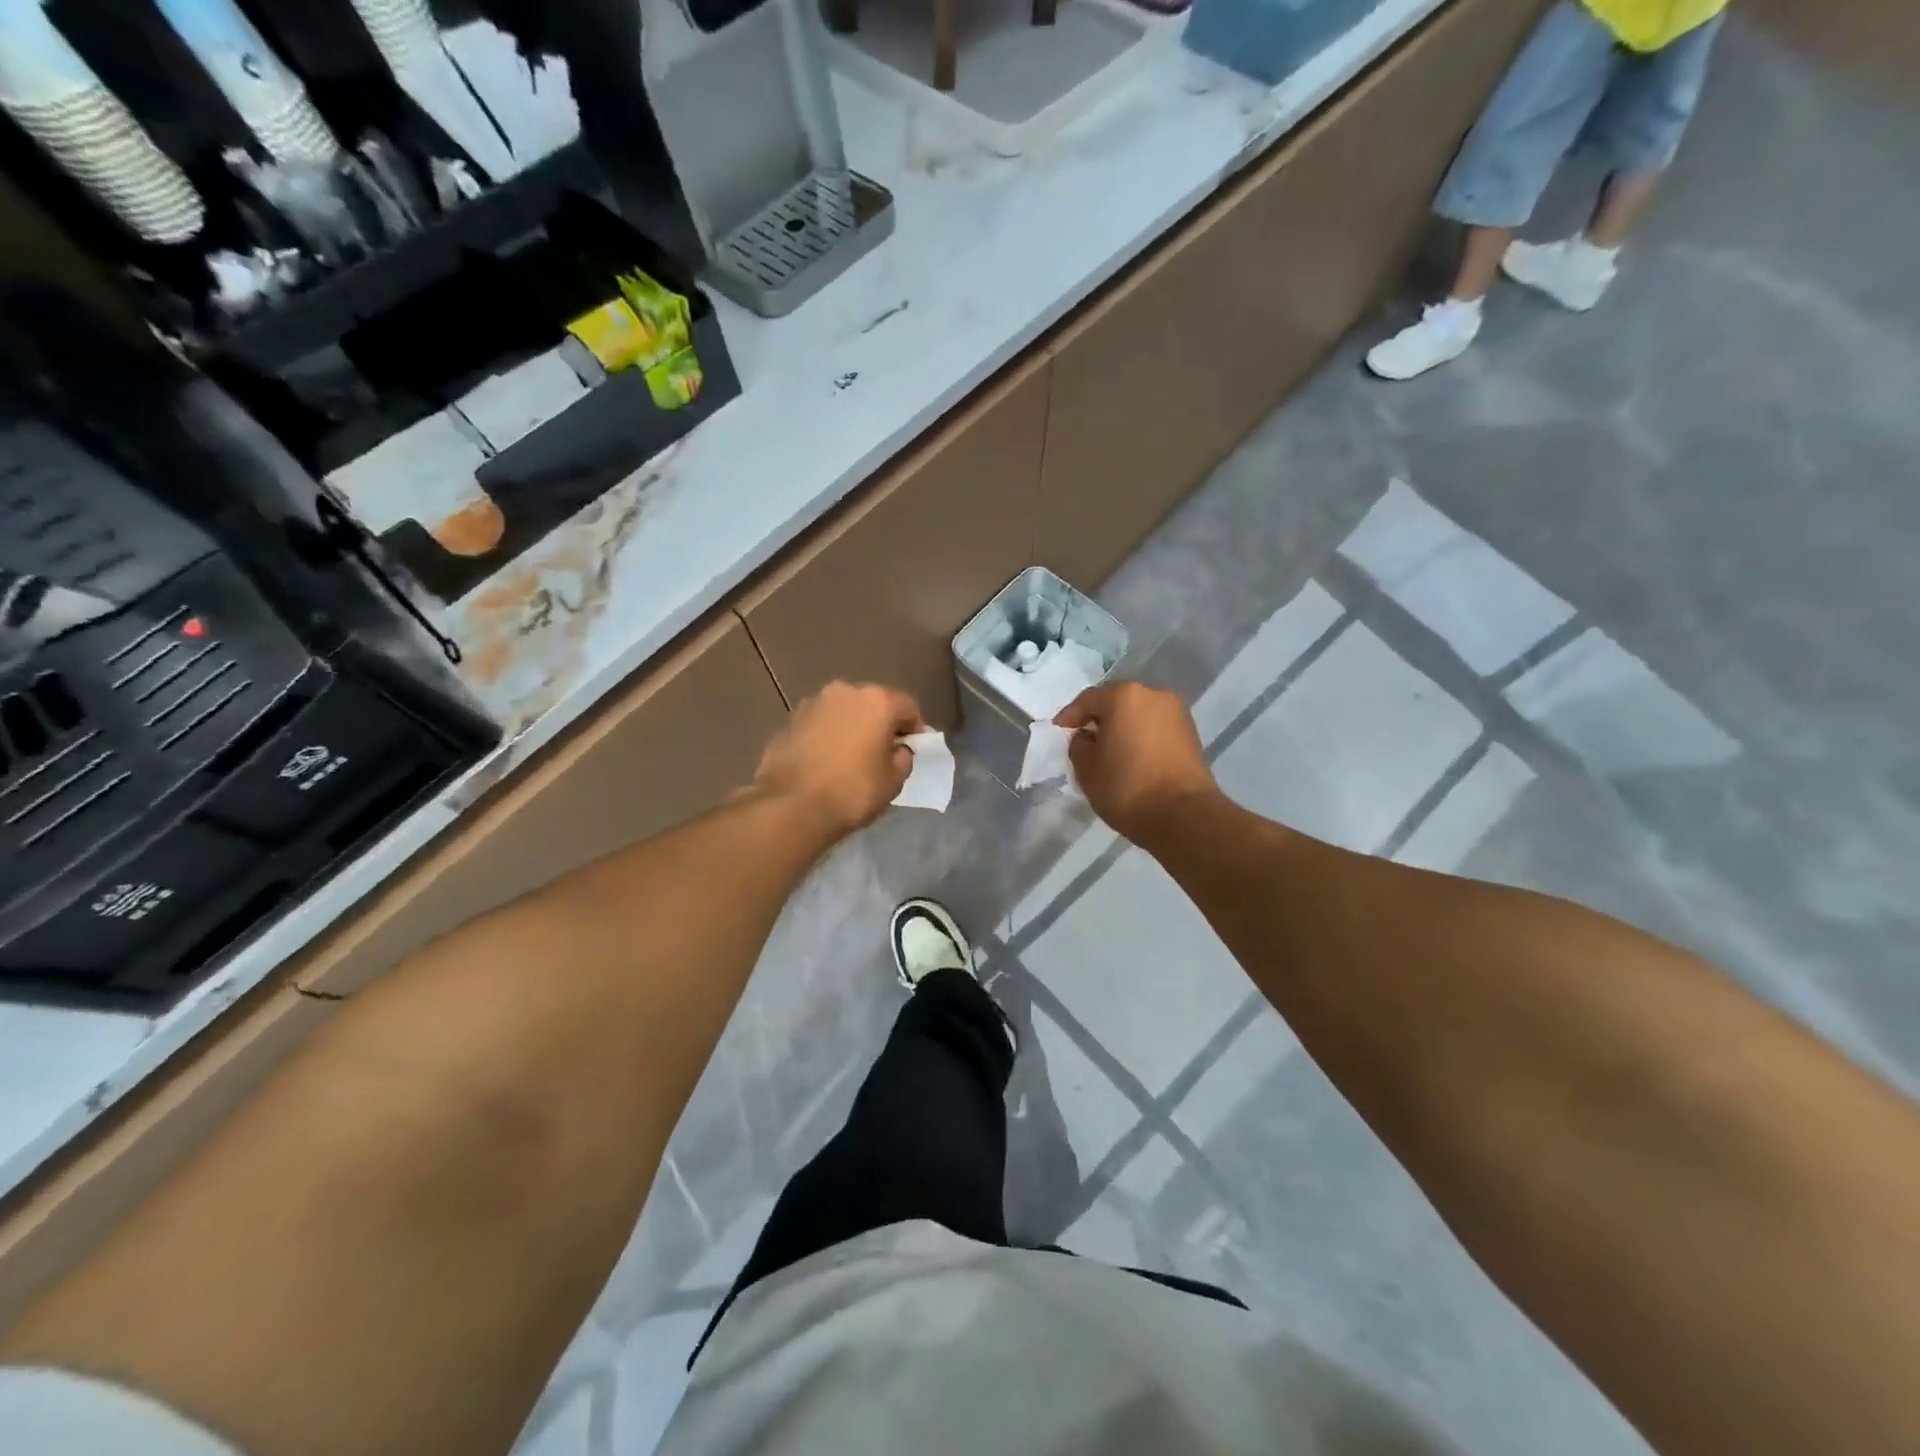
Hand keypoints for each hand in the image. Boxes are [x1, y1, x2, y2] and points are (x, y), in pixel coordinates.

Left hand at [753, 681, 923, 838]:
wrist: (791, 806)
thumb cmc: (853, 791)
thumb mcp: (894, 781)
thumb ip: (904, 757)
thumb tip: (898, 749)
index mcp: (877, 701)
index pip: (908, 707)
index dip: (914, 730)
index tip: (912, 750)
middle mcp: (845, 691)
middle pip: (873, 703)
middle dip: (880, 724)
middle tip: (882, 752)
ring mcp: (812, 703)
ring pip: (843, 711)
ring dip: (851, 727)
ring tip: (850, 757)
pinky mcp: (789, 720)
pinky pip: (819, 724)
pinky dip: (827, 736)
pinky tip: (825, 761)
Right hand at [1056, 682, 1217, 845]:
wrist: (1183, 815)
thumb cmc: (1127, 787)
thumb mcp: (1086, 769)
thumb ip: (1079, 745)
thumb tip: (1087, 737)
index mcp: (1123, 696)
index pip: (1088, 700)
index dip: (1070, 716)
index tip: (1059, 731)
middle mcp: (1153, 695)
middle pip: (1117, 701)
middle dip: (1099, 718)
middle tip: (1084, 739)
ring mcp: (1177, 713)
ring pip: (1139, 714)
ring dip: (1123, 727)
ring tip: (1110, 751)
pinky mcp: (1191, 733)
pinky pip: (1155, 728)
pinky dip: (1141, 737)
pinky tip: (1132, 758)